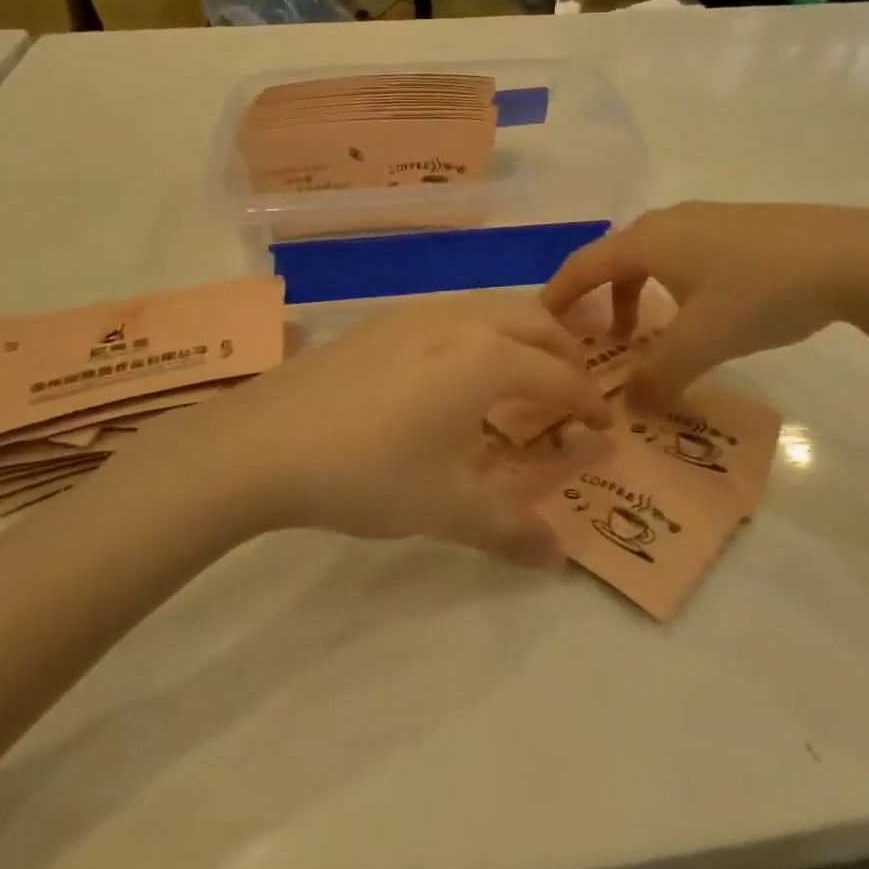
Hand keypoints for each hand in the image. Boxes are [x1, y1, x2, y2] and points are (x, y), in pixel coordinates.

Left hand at [192, 293, 611, 567]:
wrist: (264, 442)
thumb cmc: (368, 473)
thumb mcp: (447, 508)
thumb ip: (511, 531)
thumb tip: (560, 561)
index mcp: (489, 358)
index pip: (560, 377)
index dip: (589, 404)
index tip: (604, 428)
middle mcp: (462, 319)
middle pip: (537, 323)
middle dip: (566, 355)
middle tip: (572, 396)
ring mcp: (420, 310)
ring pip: (496, 307)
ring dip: (526, 336)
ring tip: (523, 378)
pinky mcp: (386, 317)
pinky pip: (457, 311)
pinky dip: (485, 331)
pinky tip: (459, 371)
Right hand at [543, 202, 868, 406]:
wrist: (851, 254)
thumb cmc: (761, 292)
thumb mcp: (704, 341)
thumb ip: (660, 376)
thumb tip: (629, 407)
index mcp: (647, 240)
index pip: (583, 266)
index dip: (557, 296)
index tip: (539, 324)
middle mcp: (667, 222)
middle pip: (613, 260)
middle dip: (597, 301)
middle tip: (593, 342)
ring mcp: (703, 220)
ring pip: (650, 259)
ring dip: (635, 296)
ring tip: (645, 336)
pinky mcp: (734, 227)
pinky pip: (680, 256)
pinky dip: (667, 286)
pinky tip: (695, 313)